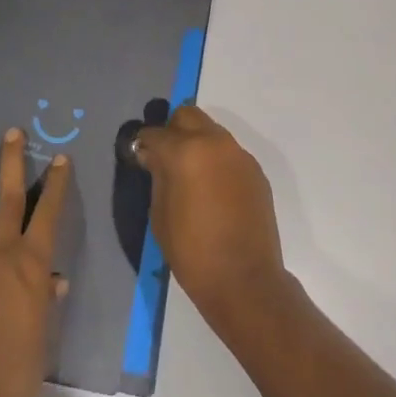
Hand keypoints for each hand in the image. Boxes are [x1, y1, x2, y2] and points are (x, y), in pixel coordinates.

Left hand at [0, 127, 69, 396]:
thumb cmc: (14, 370)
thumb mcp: (42, 337)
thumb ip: (46, 301)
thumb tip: (55, 278)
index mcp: (31, 263)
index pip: (48, 213)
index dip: (55, 184)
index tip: (60, 158)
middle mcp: (1, 252)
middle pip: (8, 198)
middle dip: (12, 162)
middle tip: (12, 132)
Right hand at [133, 104, 287, 331]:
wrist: (246, 281)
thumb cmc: (193, 252)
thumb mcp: (159, 215)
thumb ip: (157, 176)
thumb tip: (153, 156)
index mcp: (185, 151)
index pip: (155, 133)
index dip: (143, 144)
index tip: (140, 157)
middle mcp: (214, 142)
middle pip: (187, 116)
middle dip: (172, 130)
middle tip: (166, 158)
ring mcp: (239, 154)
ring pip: (211, 131)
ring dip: (197, 142)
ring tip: (191, 174)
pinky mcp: (256, 171)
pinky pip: (229, 153)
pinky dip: (216, 160)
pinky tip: (213, 189)